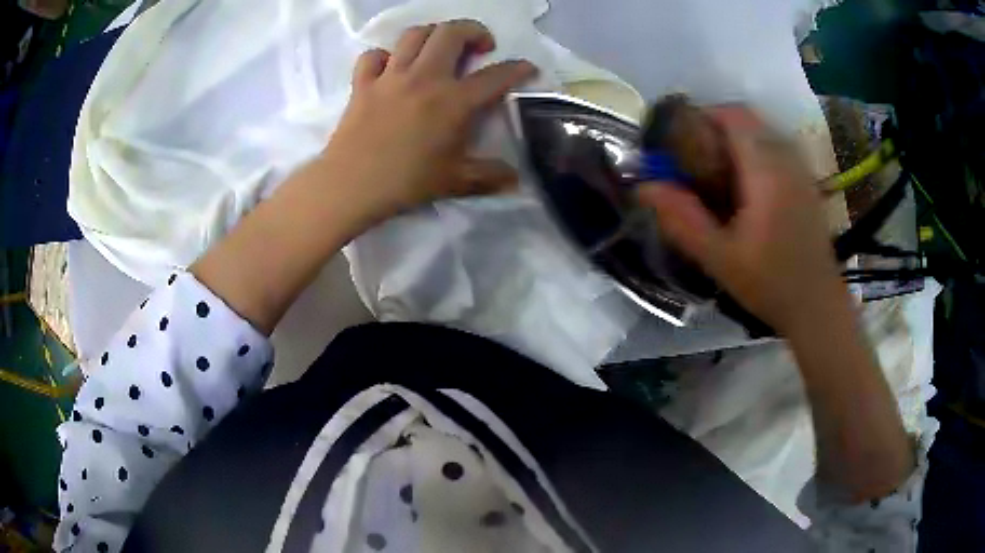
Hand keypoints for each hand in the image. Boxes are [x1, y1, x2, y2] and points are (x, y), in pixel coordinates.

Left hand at [318, 19, 536, 226]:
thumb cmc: (406, 183)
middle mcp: (424, 78)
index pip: (496, 76)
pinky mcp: (363, 83)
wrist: (351, 186)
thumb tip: (516, 180)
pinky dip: (384, 56)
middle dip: (474, 30)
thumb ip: (490, 177)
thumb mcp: (456, 182)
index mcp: (453, 101)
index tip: (528, 68)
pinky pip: (373, 56)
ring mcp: (390, 76)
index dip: (519, 68)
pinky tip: (390, 68)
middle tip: (480, 46)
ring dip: (433, 34)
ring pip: (414, 35)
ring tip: (440, 48)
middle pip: (452, 33)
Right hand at [637, 106, 846, 334]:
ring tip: (716, 169)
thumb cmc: (770, 284)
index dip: (701, 116)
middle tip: (694, 156)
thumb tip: (644, 187)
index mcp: (766, 171)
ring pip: (763, 130)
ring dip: (736, 137)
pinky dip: (754, 150)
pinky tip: (746, 185)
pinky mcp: (806, 182)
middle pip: (747, 117)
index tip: (679, 140)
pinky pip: (776, 146)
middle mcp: (787, 159)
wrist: (818, 306)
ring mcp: (800, 169)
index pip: (732, 115)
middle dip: (715, 126)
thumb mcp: (720, 258)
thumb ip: (682, 220)